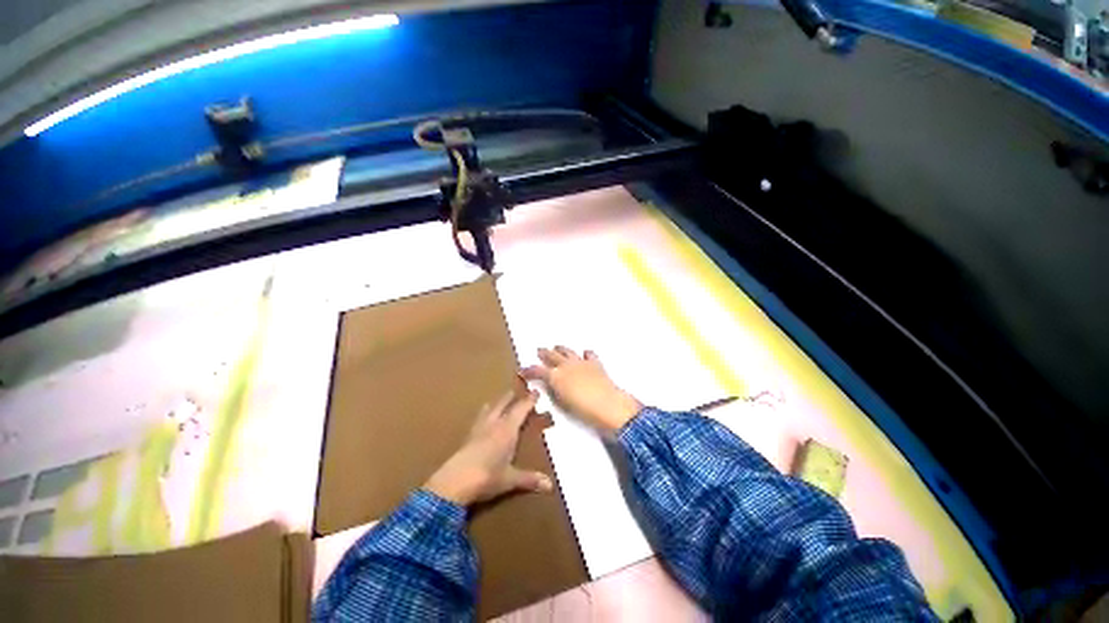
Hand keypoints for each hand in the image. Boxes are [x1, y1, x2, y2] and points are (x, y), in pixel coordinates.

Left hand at [424, 390, 553, 506]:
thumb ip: (529, 479)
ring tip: (495, 401)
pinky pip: (478, 420)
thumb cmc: (487, 477)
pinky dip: (482, 416)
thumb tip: (550, 486)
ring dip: (494, 405)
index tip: (535, 391)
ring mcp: (478, 430)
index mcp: (507, 430)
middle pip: (503, 405)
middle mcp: (494, 424)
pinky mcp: (467, 438)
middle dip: (510, 398)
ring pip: (488, 411)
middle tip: (515, 391)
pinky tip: (480, 420)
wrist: (454, 481)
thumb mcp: (510, 479)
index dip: (529, 400)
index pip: (521, 410)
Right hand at [522, 346, 642, 435]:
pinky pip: (588, 355)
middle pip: (552, 356)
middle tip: (539, 351)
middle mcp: (567, 365)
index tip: (523, 370)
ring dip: (561, 349)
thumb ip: (555, 391)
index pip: (538, 370)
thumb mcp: (563, 403)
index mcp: (556, 376)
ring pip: (568, 351)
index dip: (529, 370)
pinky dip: (585, 354)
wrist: (608, 404)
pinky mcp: (595, 363)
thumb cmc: (583, 409)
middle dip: (544, 353)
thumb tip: (551, 384)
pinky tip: (584, 354)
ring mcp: (581, 362)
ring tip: (557, 347)